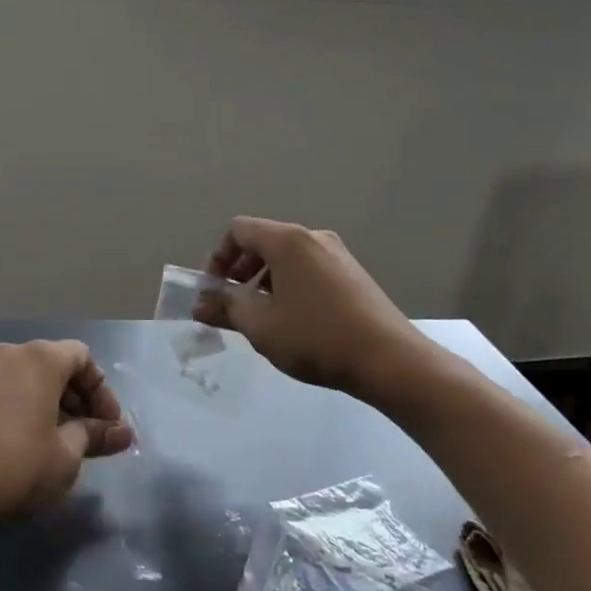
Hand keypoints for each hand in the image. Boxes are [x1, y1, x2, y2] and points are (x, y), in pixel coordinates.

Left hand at [0, 340, 132, 529]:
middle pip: (50, 362)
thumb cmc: (16, 467)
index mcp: (43, 359)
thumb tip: (123, 432)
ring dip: (34, 392)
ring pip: (14, 368)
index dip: (101, 392)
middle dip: (72, 396)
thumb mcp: (66, 457)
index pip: (83, 359)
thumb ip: (95, 436)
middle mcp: (9, 352)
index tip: (107, 427)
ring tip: (42, 428)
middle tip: (83, 435)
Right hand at [197, 216, 442, 401]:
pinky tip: (294, 320)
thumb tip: (199, 304)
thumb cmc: (316, 338)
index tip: (214, 290)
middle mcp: (312, 237)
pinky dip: (289, 284)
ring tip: (261, 317)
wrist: (390, 360)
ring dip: (264, 280)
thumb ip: (225, 308)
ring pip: (287, 257)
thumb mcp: (260, 326)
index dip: (218, 257)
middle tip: (232, 304)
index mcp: (287, 240)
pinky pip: (308, 268)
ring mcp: (337, 254)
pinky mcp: (353, 274)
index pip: (239, 230)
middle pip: (263, 241)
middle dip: (240, 270)